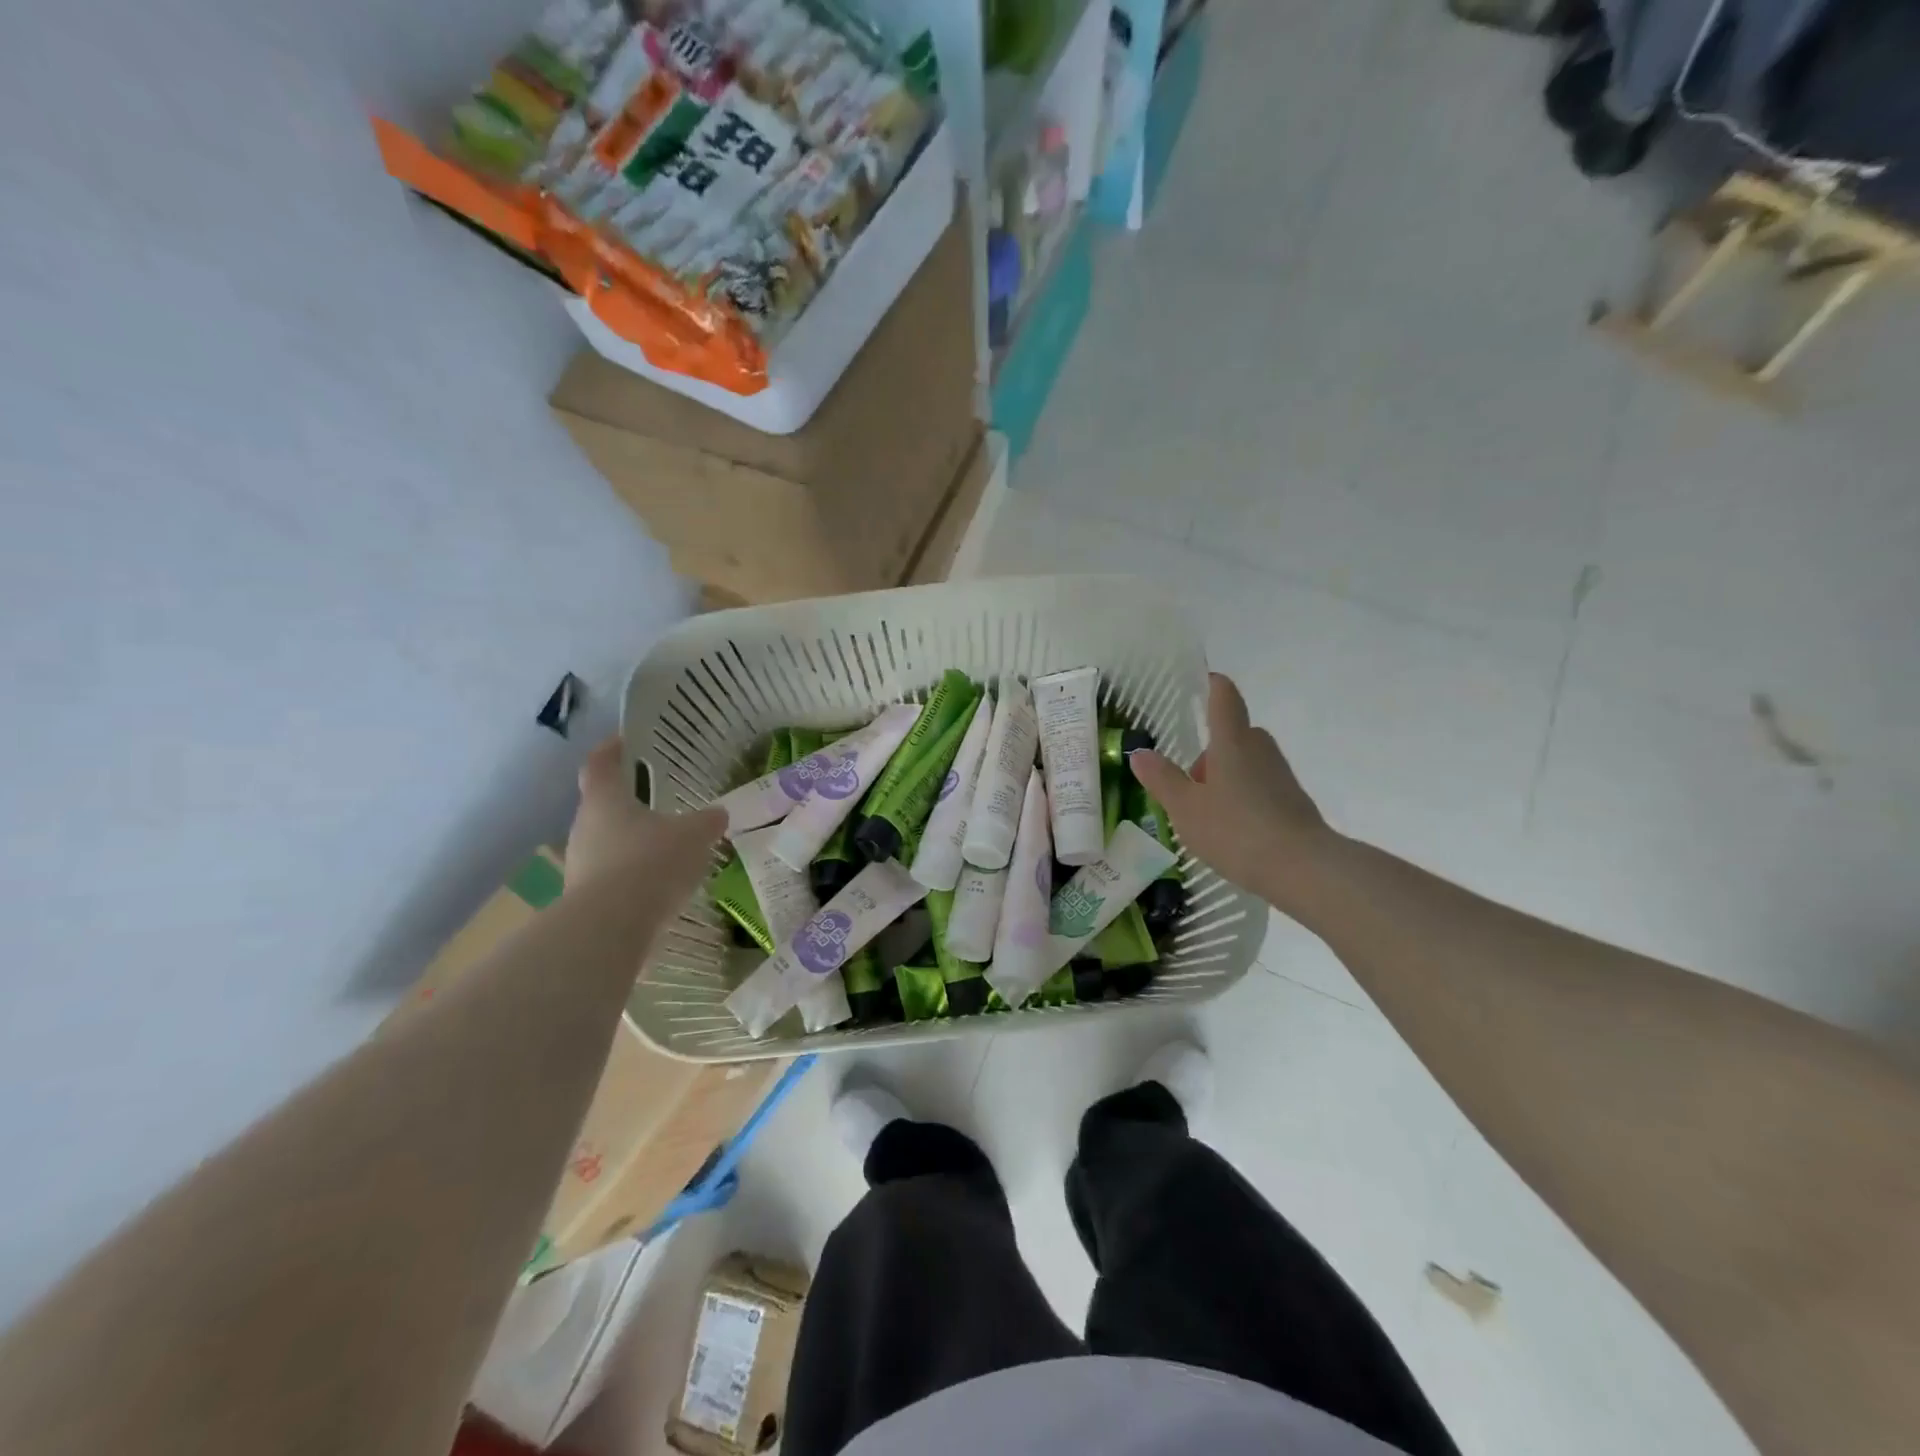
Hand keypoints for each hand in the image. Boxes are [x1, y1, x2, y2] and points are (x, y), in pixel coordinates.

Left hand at [565, 738, 725, 899]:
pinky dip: (634, 878)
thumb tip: (718, 814)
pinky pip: (613, 879)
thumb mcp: (693, 836)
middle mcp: (584, 828)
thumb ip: (707, 822)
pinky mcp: (585, 900)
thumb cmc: (651, 863)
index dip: (612, 749)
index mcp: (605, 800)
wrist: (611, 929)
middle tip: (661, 803)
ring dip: (633, 845)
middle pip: (603, 806)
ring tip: (667, 850)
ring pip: (608, 844)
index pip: (600, 764)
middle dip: (630, 804)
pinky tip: (661, 888)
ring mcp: (580, 866)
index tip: (625, 741)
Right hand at [1130, 674, 1333, 905]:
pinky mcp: (1293, 801)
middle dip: (1212, 749)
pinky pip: (1261, 786)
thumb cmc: (1235, 830)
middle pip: (1235, 734)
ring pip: (1247, 762)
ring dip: (1226, 775)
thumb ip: (1162, 779)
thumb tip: (1139, 752)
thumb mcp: (1185, 808)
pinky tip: (1231, 829)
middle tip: (1189, 779)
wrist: (1302, 868)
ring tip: (1205, 811)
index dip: (1213, 685)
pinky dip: (1243, 796)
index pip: (1224, 698)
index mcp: (1231, 742)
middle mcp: (1259, 750)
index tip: (1204, 680)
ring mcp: (1280, 775)